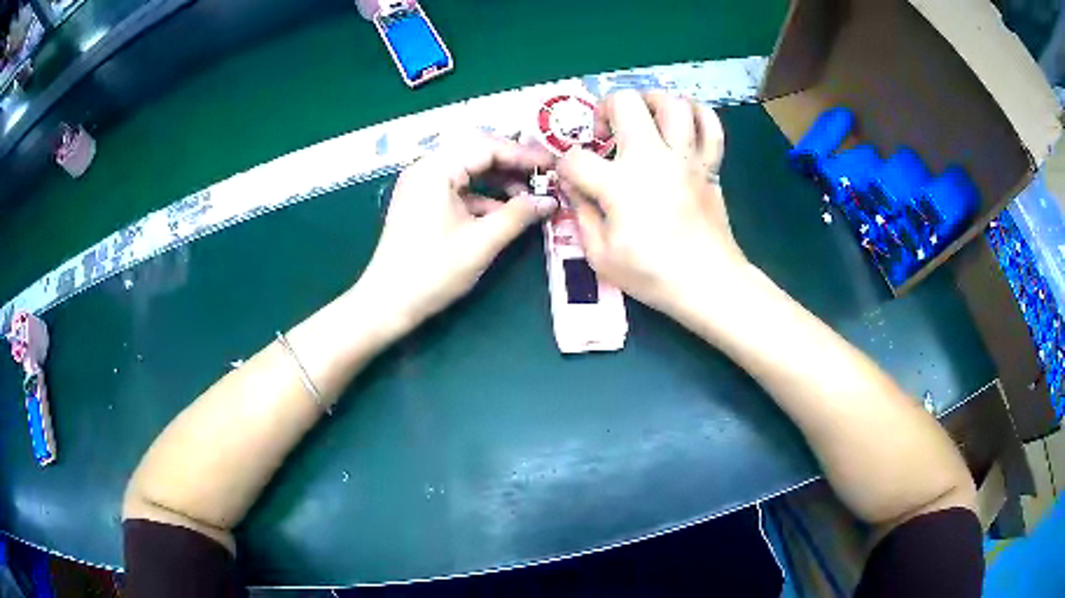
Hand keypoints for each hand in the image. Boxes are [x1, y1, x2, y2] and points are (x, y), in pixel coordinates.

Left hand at [357, 135, 557, 333]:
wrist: (387, 304)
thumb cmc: (432, 271)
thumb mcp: (481, 242)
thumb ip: (518, 216)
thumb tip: (550, 201)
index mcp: (436, 168)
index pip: (488, 146)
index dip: (525, 154)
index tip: (556, 166)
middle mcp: (427, 168)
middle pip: (478, 153)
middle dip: (514, 164)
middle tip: (546, 177)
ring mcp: (422, 185)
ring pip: (469, 170)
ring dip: (501, 181)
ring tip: (531, 197)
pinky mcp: (423, 202)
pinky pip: (459, 188)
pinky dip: (484, 197)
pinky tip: (506, 212)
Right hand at [557, 90, 746, 318]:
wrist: (708, 283)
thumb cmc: (652, 274)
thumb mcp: (600, 255)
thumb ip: (581, 214)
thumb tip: (574, 187)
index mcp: (619, 183)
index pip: (576, 158)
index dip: (565, 166)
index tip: (571, 179)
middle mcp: (652, 158)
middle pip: (625, 102)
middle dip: (605, 109)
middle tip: (605, 132)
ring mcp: (685, 158)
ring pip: (671, 103)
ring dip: (650, 103)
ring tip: (643, 119)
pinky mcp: (709, 165)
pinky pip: (710, 124)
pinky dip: (697, 114)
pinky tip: (683, 123)